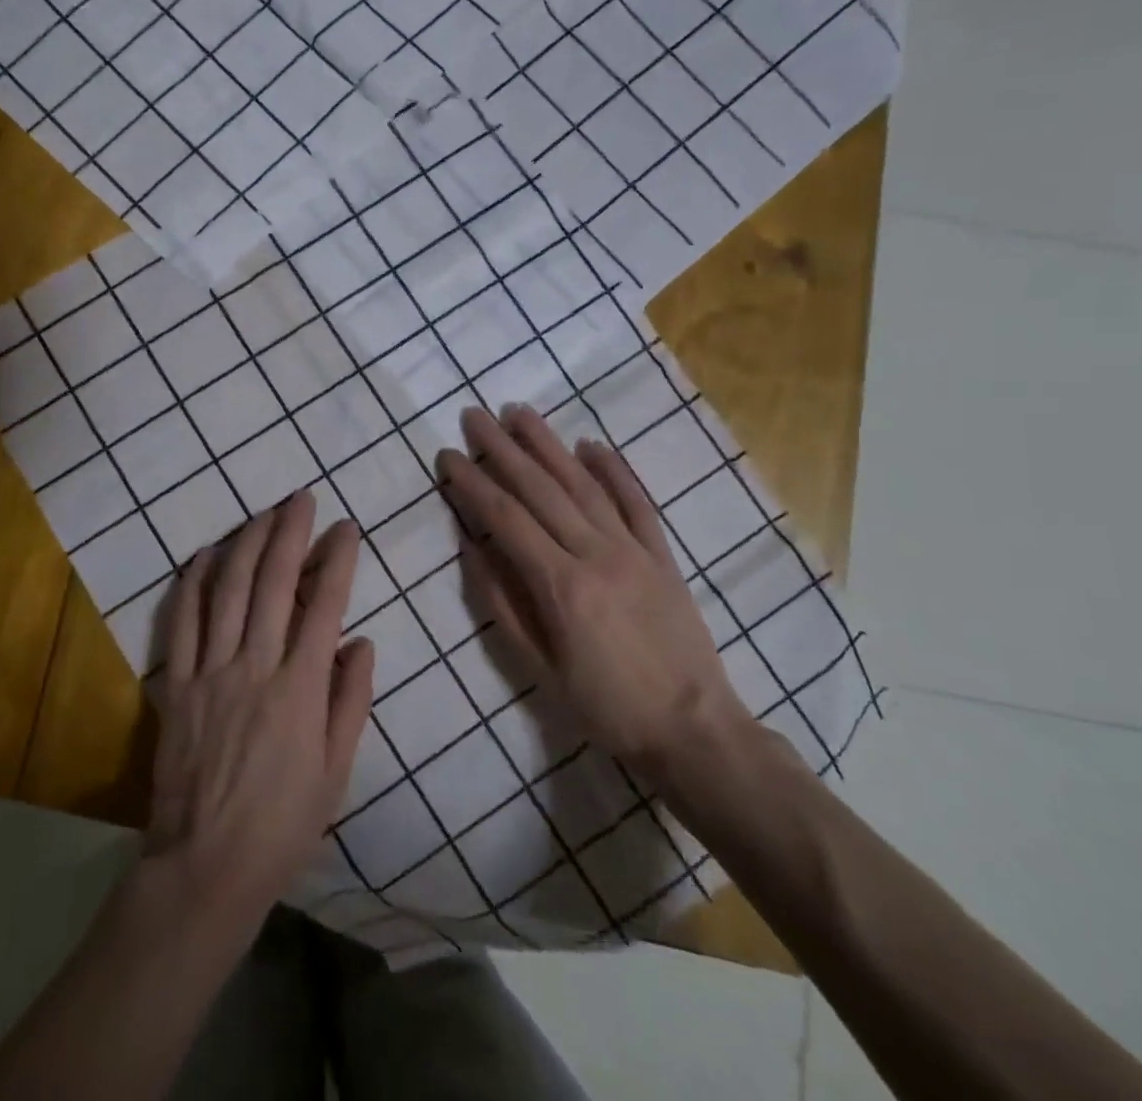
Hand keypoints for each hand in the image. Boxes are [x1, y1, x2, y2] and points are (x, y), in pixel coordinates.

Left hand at [143, 490, 375, 934]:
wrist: (207, 864)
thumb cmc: (284, 822)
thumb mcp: (337, 770)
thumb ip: (350, 700)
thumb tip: (361, 641)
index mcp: (301, 689)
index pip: (325, 606)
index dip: (337, 560)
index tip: (346, 528)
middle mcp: (256, 666)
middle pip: (273, 583)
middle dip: (290, 533)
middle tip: (301, 499)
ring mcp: (211, 671)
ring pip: (228, 590)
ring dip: (246, 544)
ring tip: (262, 513)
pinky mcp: (178, 684)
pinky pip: (182, 621)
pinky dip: (193, 581)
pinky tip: (204, 554)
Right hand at [436, 405, 749, 791]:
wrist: (694, 730)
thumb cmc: (606, 706)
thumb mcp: (540, 667)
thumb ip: (503, 603)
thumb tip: (471, 548)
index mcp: (561, 585)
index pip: (505, 519)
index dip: (472, 484)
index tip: (447, 456)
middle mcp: (596, 554)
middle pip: (540, 489)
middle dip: (502, 448)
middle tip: (474, 415)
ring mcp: (634, 549)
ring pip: (584, 484)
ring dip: (549, 444)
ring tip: (520, 412)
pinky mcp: (663, 554)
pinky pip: (637, 502)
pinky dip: (614, 469)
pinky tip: (591, 443)